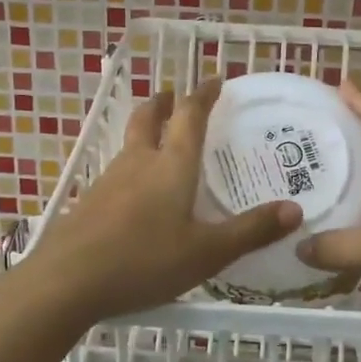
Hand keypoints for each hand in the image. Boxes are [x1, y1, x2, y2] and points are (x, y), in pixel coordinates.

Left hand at [20, 80, 302, 322]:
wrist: (66, 281)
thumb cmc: (144, 261)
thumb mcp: (206, 253)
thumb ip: (250, 231)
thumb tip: (295, 211)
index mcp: (172, 166)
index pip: (190, 116)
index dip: (204, 95)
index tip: (215, 80)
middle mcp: (138, 162)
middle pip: (149, 119)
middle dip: (164, 103)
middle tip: (173, 95)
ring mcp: (108, 180)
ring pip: (129, 144)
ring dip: (145, 131)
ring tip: (158, 139)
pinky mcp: (89, 202)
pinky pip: (116, 172)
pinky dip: (131, 164)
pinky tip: (134, 191)